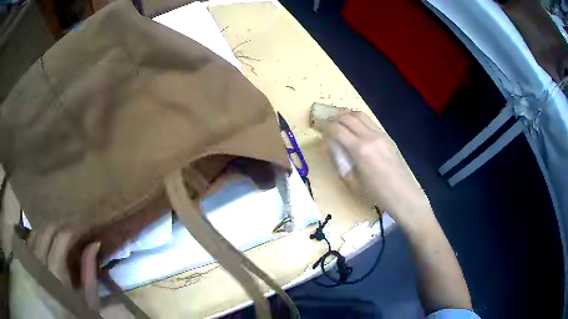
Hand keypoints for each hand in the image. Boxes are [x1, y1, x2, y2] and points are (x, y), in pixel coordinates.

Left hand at [26, 226, 100, 315]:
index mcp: (56, 272)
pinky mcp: (28, 260)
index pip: (62, 238)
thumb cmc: (77, 313)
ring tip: (60, 237)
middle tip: (74, 232)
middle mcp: (40, 260)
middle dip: (61, 227)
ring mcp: (31, 259)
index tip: (84, 230)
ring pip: (38, 231)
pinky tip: (46, 241)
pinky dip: (39, 235)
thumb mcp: (89, 301)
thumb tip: (94, 244)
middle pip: (48, 230)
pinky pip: (31, 239)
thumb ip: (89, 273)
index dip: (73, 230)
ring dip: (50, 230)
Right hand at [325, 111, 432, 225]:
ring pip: (360, 115)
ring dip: (347, 114)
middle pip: (348, 117)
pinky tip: (355, 127)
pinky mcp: (387, 136)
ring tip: (339, 120)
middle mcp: (370, 137)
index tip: (318, 128)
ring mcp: (381, 135)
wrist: (403, 195)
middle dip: (334, 117)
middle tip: (326, 122)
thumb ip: (340, 161)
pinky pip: (370, 121)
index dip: (325, 126)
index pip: (338, 129)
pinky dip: (358, 120)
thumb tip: (331, 145)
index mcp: (360, 150)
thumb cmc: (376, 194)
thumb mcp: (352, 181)